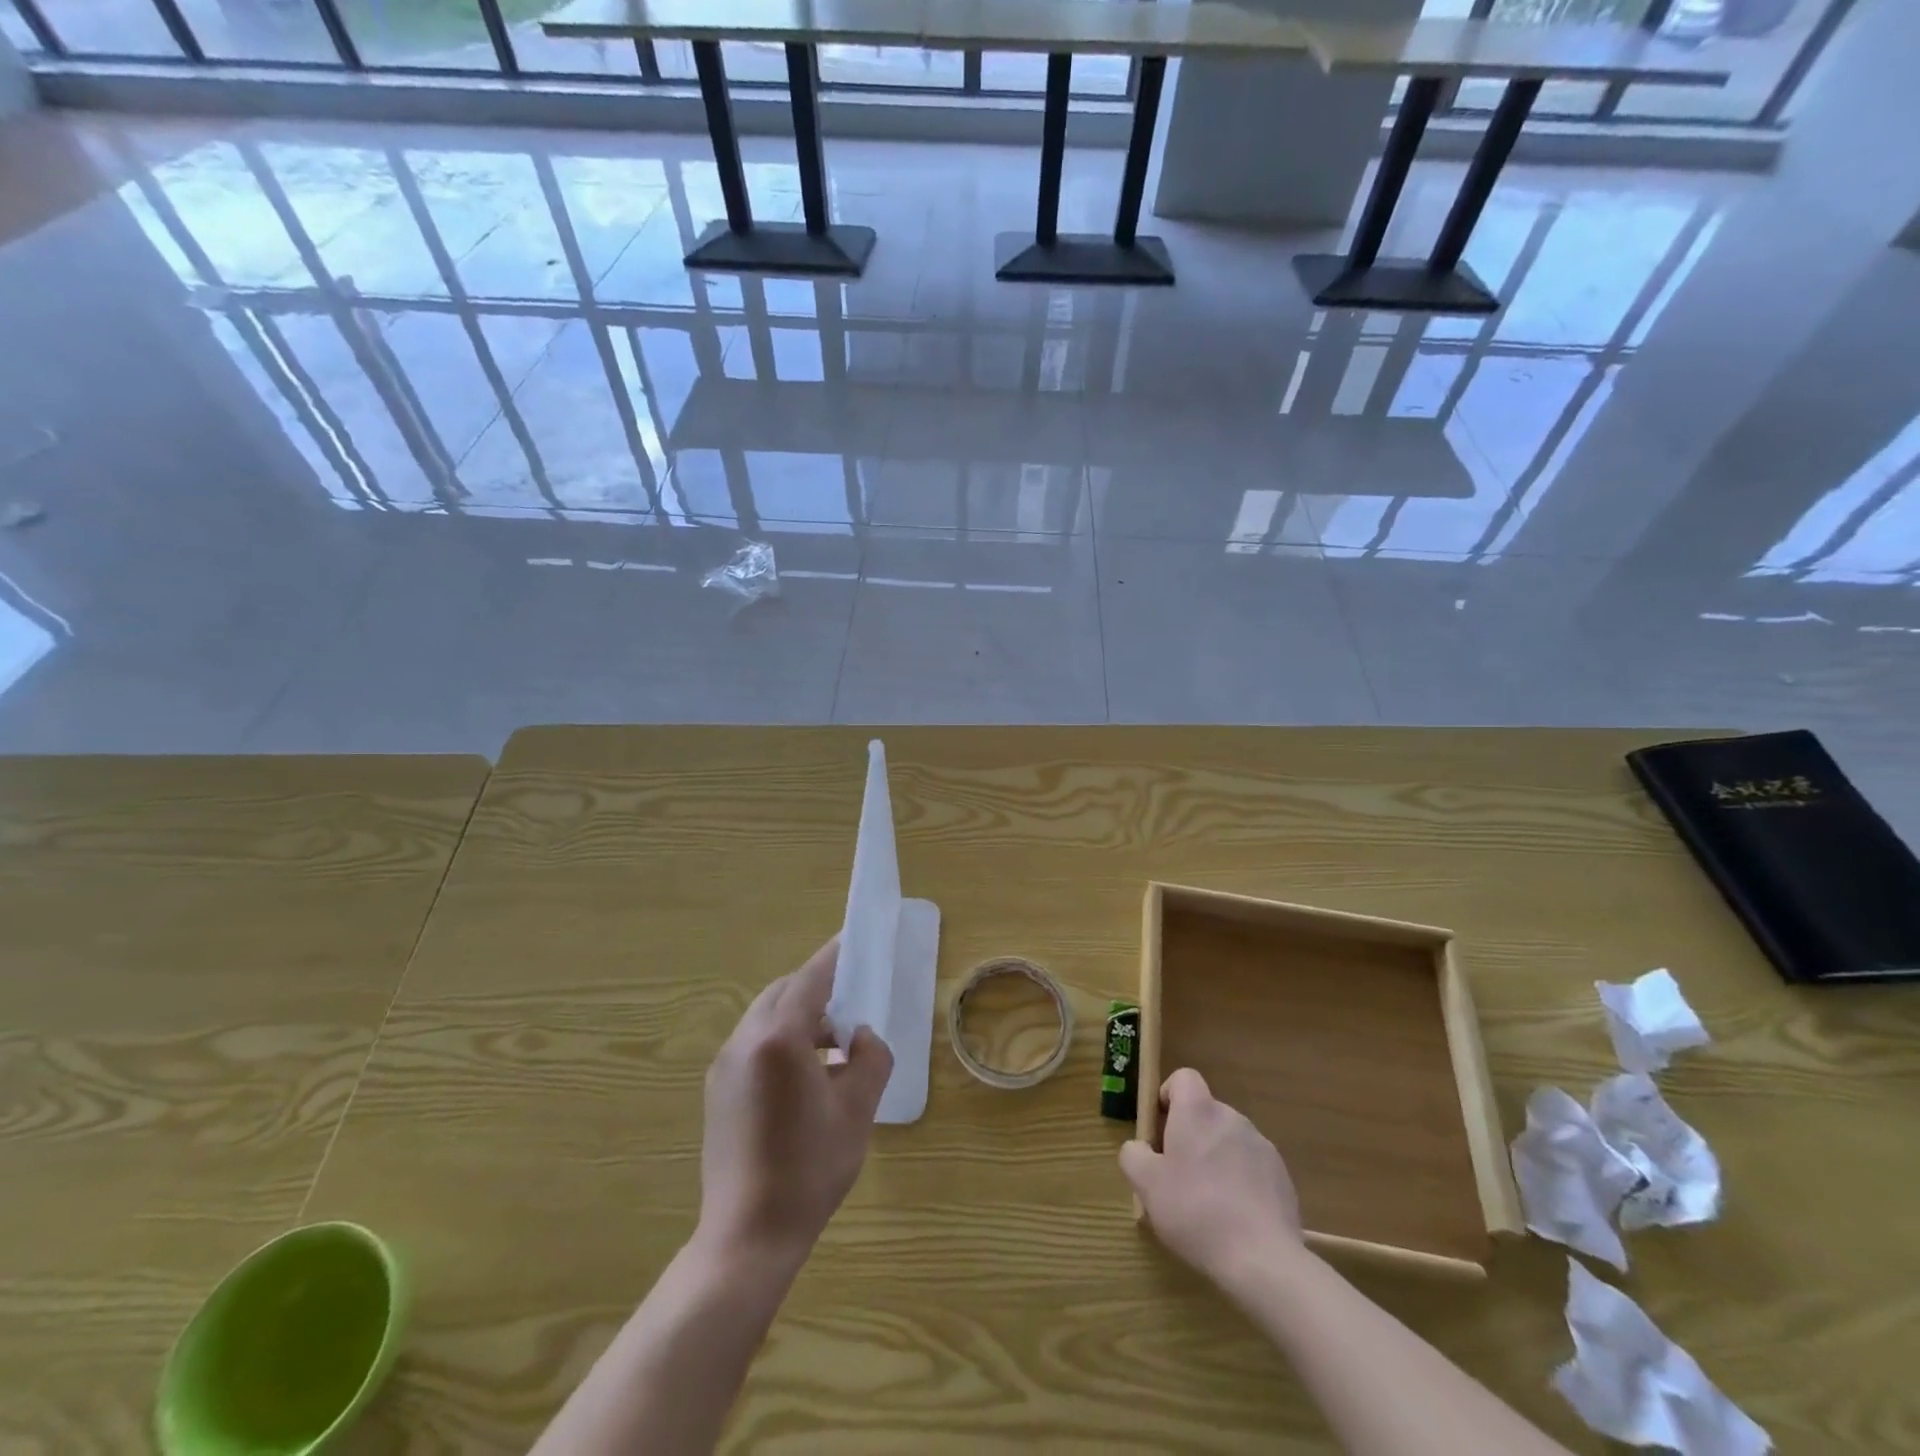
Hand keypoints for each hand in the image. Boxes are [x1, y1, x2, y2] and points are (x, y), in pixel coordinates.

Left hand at [698, 936, 893, 1268]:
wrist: (747, 1235)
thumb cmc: (810, 1169)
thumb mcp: (857, 1110)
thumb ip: (869, 1059)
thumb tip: (859, 1036)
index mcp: (779, 1039)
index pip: (810, 979)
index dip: (834, 957)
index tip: (852, 939)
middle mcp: (745, 1041)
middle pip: (783, 992)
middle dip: (817, 987)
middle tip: (851, 1000)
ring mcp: (724, 1065)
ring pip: (766, 1016)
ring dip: (799, 1015)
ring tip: (832, 1044)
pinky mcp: (717, 1089)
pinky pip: (753, 1043)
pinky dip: (781, 1039)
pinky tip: (804, 1074)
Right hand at [1120, 1068, 1302, 1288]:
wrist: (1263, 1260)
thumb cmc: (1196, 1211)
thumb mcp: (1146, 1185)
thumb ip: (1133, 1155)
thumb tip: (1140, 1148)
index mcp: (1198, 1110)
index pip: (1183, 1078)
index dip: (1168, 1097)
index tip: (1160, 1131)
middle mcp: (1231, 1117)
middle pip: (1204, 1112)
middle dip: (1189, 1135)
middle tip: (1177, 1175)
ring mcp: (1261, 1146)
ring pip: (1228, 1140)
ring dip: (1215, 1158)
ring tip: (1207, 1203)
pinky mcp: (1281, 1175)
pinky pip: (1251, 1166)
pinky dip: (1239, 1181)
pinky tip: (1235, 1217)